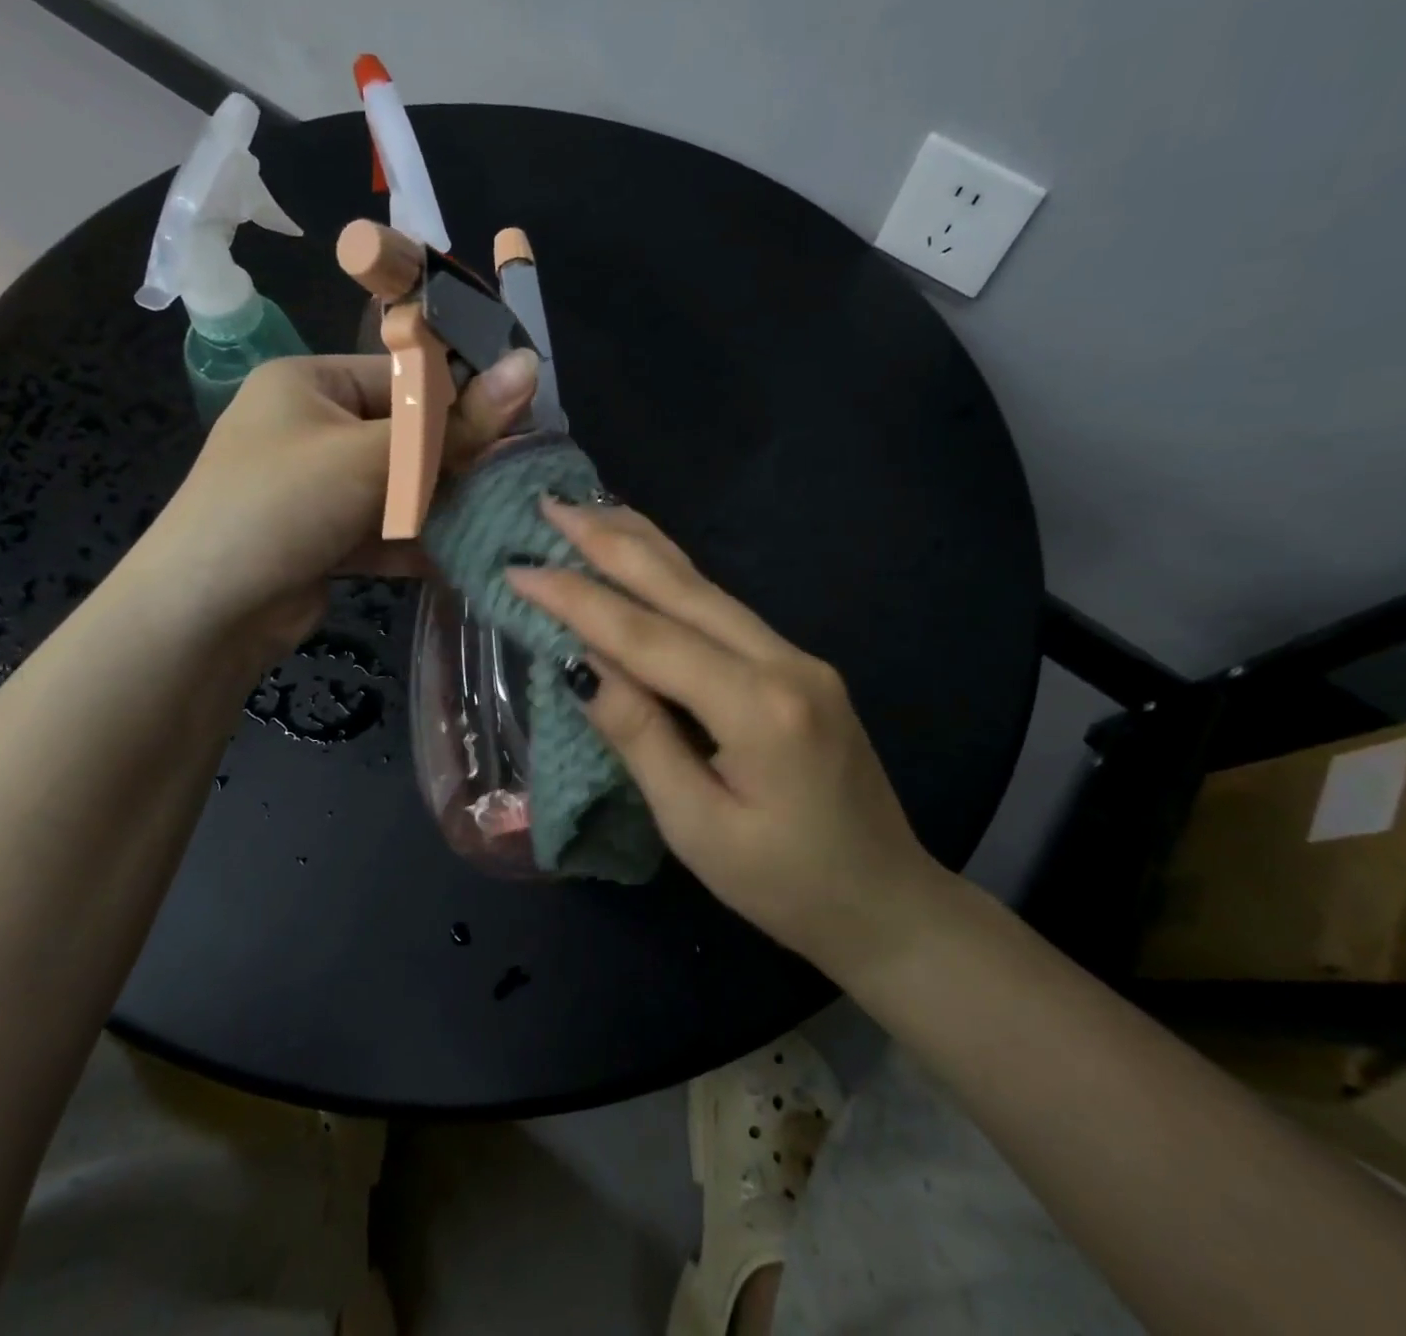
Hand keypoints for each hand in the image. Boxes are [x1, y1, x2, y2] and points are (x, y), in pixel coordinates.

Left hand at [142, 351, 535, 651]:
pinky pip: (384, 531)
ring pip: (399, 489)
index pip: (406, 378)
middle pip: (406, 437)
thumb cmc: (284, 504)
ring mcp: (319, 488)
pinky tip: (464, 559)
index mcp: (313, 383)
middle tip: (516, 480)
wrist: (206, 612)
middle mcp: (314, 428)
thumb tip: (530, 368)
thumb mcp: (373, 456)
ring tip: (501, 520)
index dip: (465, 401)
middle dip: (457, 463)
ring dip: (443, 508)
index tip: (523, 426)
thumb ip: (454, 423)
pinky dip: (418, 544)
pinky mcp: (326, 539)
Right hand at [506, 499, 949, 979]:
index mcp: (759, 706)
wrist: (886, 901)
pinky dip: (674, 580)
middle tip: (552, 503)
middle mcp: (784, 661)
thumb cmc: (784, 884)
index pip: (647, 637)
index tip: (519, 568)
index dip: (578, 600)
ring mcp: (798, 658)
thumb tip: (580, 665)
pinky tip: (647, 562)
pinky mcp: (799, 667)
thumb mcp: (696, 825)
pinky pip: (724, 611)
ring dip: (644, 548)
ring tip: (591, 512)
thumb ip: (640, 736)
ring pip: (707, 588)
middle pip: (683, 588)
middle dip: (611, 542)